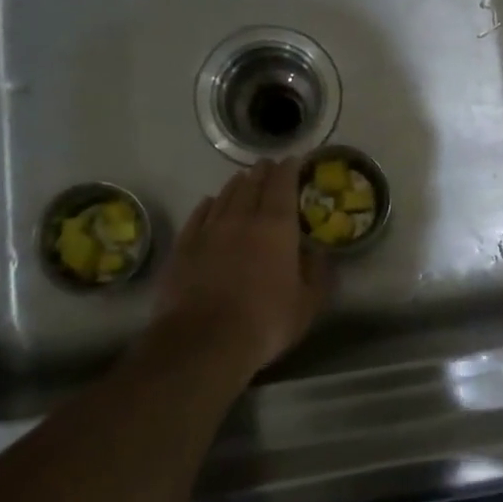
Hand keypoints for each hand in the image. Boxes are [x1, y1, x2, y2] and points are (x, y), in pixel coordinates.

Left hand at [153, 160, 329, 377]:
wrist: (203, 341)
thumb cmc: (265, 321)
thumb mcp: (307, 304)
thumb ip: (317, 274)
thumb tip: (318, 253)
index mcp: (276, 227)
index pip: (283, 186)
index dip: (289, 170)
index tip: (293, 160)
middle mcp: (242, 219)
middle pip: (253, 185)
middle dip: (263, 172)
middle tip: (268, 164)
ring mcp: (209, 231)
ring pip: (225, 197)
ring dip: (237, 184)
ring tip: (243, 178)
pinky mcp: (184, 247)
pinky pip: (198, 216)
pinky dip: (207, 205)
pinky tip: (209, 202)